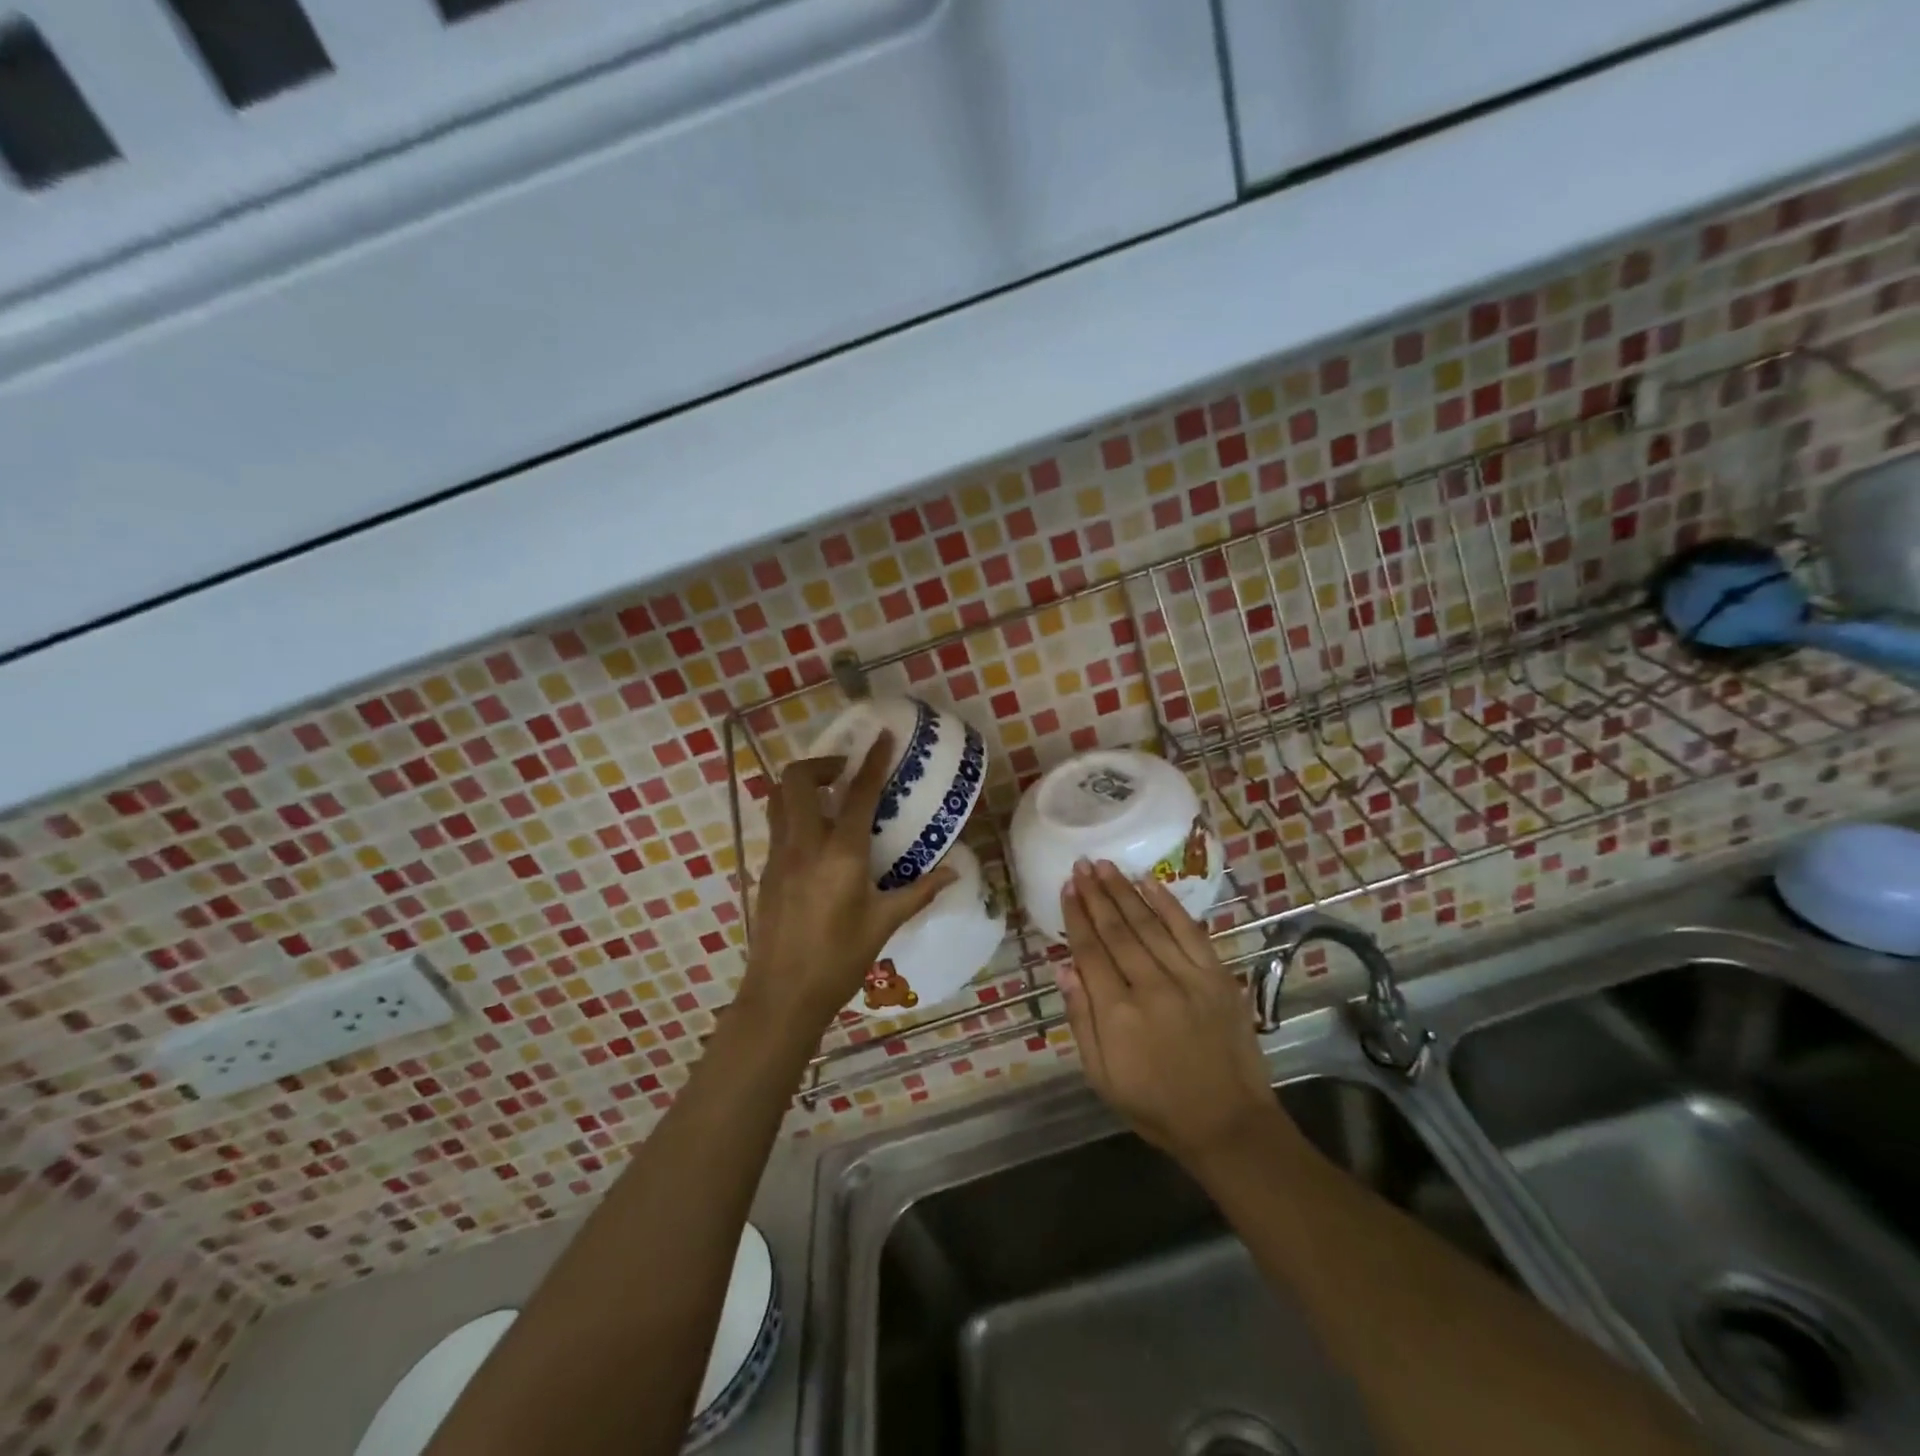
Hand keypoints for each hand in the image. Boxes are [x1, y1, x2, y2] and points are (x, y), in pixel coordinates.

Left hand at [741, 733, 957, 1034]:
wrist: (782, 995)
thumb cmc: (838, 960)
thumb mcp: (884, 924)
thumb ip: (919, 892)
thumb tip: (954, 871)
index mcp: (840, 854)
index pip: (858, 794)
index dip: (873, 761)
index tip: (883, 737)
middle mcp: (803, 844)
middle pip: (797, 779)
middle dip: (822, 764)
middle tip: (846, 775)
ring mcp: (778, 856)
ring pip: (778, 798)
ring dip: (801, 785)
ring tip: (829, 797)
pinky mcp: (765, 871)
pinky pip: (776, 825)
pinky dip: (794, 813)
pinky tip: (816, 838)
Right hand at [1058, 860, 1279, 1166]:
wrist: (1228, 1125)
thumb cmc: (1156, 1106)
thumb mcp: (1102, 1076)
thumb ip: (1081, 1020)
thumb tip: (1063, 969)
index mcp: (1117, 1014)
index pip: (1090, 951)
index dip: (1076, 916)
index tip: (1067, 887)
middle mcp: (1150, 987)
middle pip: (1116, 930)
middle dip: (1096, 894)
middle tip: (1082, 864)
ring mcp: (1188, 978)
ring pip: (1149, 923)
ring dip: (1124, 890)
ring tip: (1106, 865)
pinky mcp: (1217, 977)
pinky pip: (1189, 931)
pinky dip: (1168, 904)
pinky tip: (1150, 883)